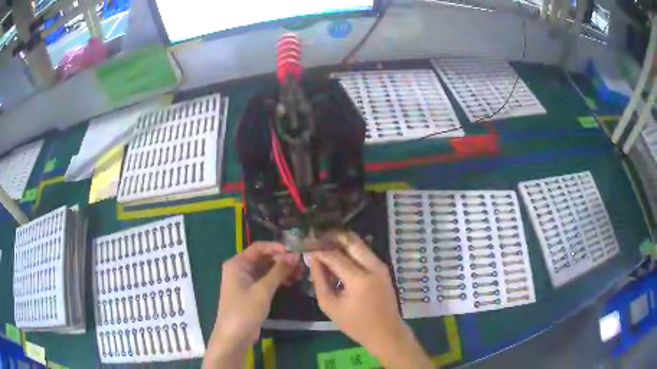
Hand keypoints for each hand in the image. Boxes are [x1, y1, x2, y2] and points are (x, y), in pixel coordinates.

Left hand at [204, 242, 299, 368]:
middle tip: (301, 265)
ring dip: (281, 270)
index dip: (277, 247)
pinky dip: (277, 280)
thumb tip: (294, 255)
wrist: (234, 336)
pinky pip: (265, 281)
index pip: (259, 247)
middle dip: (281, 260)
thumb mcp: (263, 290)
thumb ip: (279, 271)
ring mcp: (245, 282)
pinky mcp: (250, 293)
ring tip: (299, 274)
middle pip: (263, 258)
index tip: (295, 252)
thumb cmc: (245, 310)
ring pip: (266, 270)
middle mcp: (240, 269)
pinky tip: (290, 282)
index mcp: (237, 263)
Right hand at [310, 233, 432, 368]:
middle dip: (331, 236)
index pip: (334, 255)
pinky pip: (364, 251)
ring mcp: (381, 265)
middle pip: (350, 240)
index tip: (305, 241)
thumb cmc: (355, 324)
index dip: (318, 247)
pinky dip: (350, 249)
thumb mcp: (330, 305)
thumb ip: (319, 280)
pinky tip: (337, 254)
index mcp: (359, 279)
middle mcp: (373, 266)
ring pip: (359, 243)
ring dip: (341, 241)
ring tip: (323, 243)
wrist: (386, 331)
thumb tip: (312, 258)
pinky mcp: (383, 268)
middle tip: (315, 236)